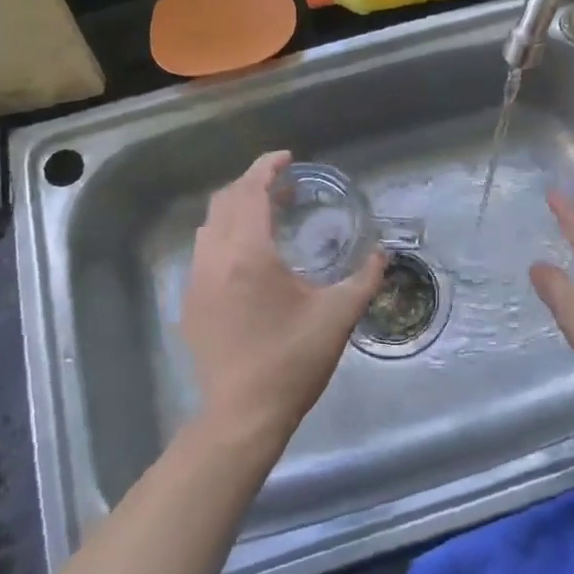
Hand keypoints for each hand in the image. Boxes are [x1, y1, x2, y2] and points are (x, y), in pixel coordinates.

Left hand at [181, 152, 384, 447]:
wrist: (242, 416)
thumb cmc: (292, 361)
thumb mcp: (338, 317)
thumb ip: (364, 279)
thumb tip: (382, 254)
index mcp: (248, 255)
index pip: (250, 192)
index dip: (267, 168)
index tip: (288, 158)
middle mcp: (215, 259)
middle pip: (225, 202)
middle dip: (252, 184)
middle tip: (284, 187)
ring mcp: (197, 282)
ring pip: (209, 226)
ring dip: (235, 210)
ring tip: (267, 216)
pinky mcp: (190, 304)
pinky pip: (203, 252)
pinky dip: (224, 236)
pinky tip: (249, 258)